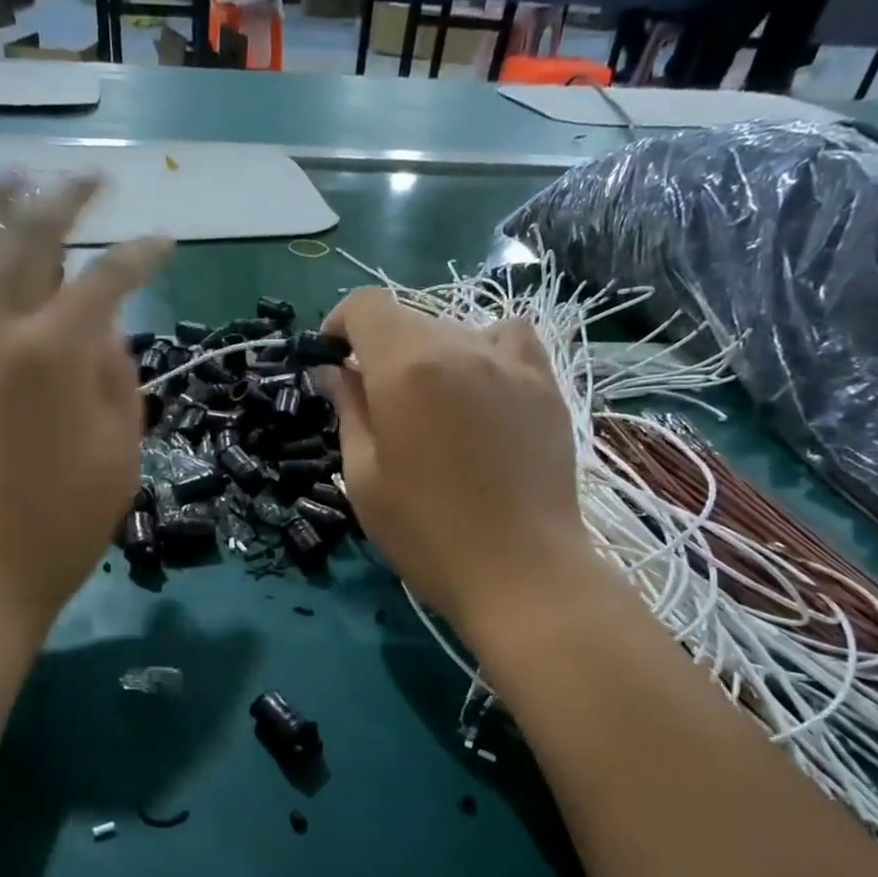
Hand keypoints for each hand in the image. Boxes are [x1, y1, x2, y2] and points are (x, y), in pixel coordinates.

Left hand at [0, 178, 171, 629]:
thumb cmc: (63, 525)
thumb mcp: (120, 456)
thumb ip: (118, 383)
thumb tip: (107, 331)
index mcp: (56, 353)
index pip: (107, 280)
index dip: (140, 255)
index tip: (162, 243)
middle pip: (28, 242)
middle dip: (65, 199)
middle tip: (89, 178)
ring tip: (3, 180)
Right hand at [322, 288, 586, 632]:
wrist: (520, 570)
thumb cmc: (426, 532)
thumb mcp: (364, 476)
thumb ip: (348, 411)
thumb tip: (336, 372)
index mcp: (407, 366)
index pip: (367, 305)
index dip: (340, 323)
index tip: (332, 360)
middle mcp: (460, 346)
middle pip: (408, 319)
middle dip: (380, 350)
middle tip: (376, 404)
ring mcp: (511, 362)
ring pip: (455, 330)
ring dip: (430, 353)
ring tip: (431, 402)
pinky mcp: (546, 384)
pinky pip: (507, 341)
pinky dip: (483, 352)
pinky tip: (481, 390)